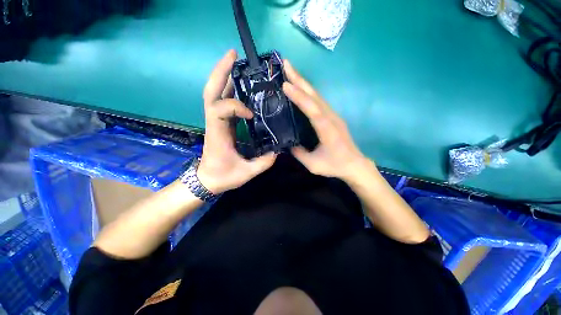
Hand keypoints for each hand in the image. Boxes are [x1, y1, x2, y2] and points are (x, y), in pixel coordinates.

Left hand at [197, 50, 276, 193]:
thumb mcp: (245, 173)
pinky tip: (239, 83)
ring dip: (223, 75)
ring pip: (214, 92)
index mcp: (217, 133)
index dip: (235, 106)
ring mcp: (215, 121)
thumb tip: (278, 151)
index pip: (220, 109)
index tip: (251, 114)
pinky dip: (228, 88)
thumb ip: (263, 163)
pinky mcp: (220, 122)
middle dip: (220, 71)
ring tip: (236, 61)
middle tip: (233, 55)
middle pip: (211, 91)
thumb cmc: (223, 177)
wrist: (207, 180)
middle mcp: (213, 122)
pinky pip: (221, 100)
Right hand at [282, 60, 371, 181]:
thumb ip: (298, 153)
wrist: (354, 165)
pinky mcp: (332, 116)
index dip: (299, 96)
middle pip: (314, 95)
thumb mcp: (313, 164)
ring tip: (290, 71)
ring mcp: (333, 115)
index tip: (285, 84)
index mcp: (326, 128)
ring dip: (303, 82)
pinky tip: (301, 88)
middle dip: (299, 78)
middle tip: (286, 64)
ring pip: (317, 95)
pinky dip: (308, 92)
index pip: (312, 109)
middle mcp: (330, 117)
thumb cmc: (335, 165)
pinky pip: (319, 101)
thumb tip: (286, 143)